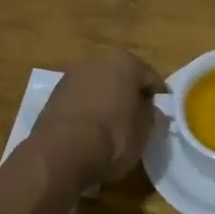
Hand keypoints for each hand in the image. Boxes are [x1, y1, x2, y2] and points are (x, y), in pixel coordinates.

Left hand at [33, 49, 166, 184]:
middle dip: (129, 94)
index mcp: (125, 61)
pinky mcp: (54, 94)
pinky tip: (90, 130)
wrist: (61, 154)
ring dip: (106, 100)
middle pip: (121, 77)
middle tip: (136, 119)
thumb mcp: (144, 131)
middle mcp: (97, 59)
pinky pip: (80, 99)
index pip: (151, 78)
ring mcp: (72, 75)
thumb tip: (149, 108)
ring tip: (112, 127)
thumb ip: (150, 114)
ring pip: (98, 86)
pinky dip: (88, 109)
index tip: (161, 115)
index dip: (158, 98)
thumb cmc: (113, 138)